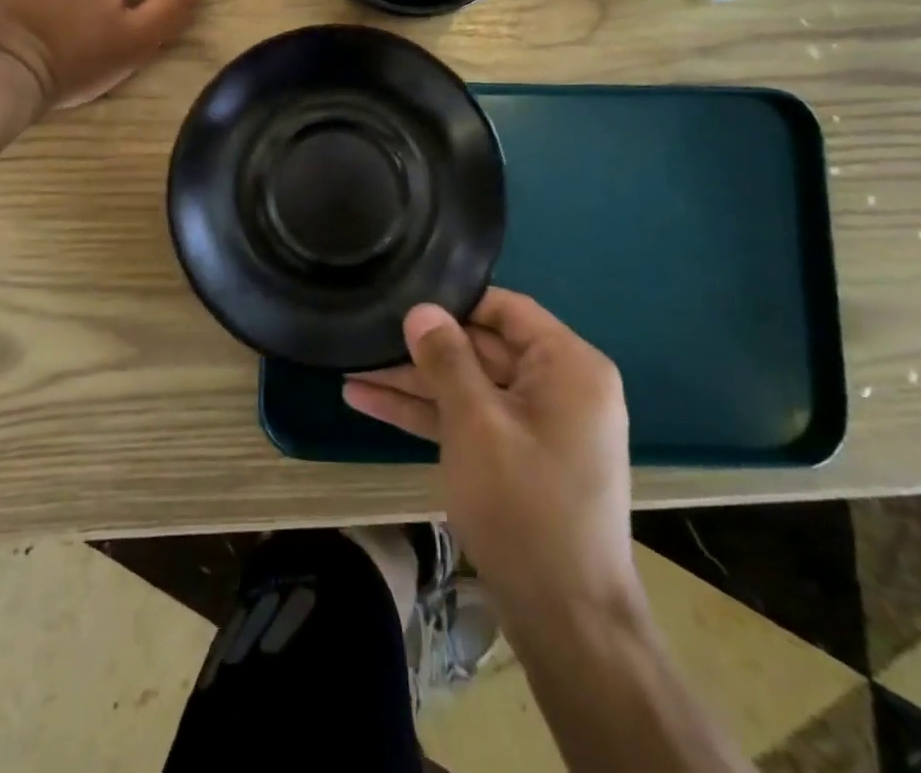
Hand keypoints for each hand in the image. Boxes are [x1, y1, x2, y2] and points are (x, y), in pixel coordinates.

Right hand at [343, 290, 642, 638]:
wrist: (568, 623)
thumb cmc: (525, 506)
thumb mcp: (476, 423)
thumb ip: (446, 359)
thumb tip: (421, 309)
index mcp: (569, 365)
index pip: (507, 309)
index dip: (454, 301)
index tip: (404, 296)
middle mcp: (559, 387)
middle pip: (482, 348)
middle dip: (422, 349)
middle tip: (366, 333)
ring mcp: (537, 425)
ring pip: (468, 387)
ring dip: (414, 383)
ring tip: (351, 369)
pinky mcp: (517, 457)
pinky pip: (471, 420)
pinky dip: (428, 415)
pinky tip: (369, 402)